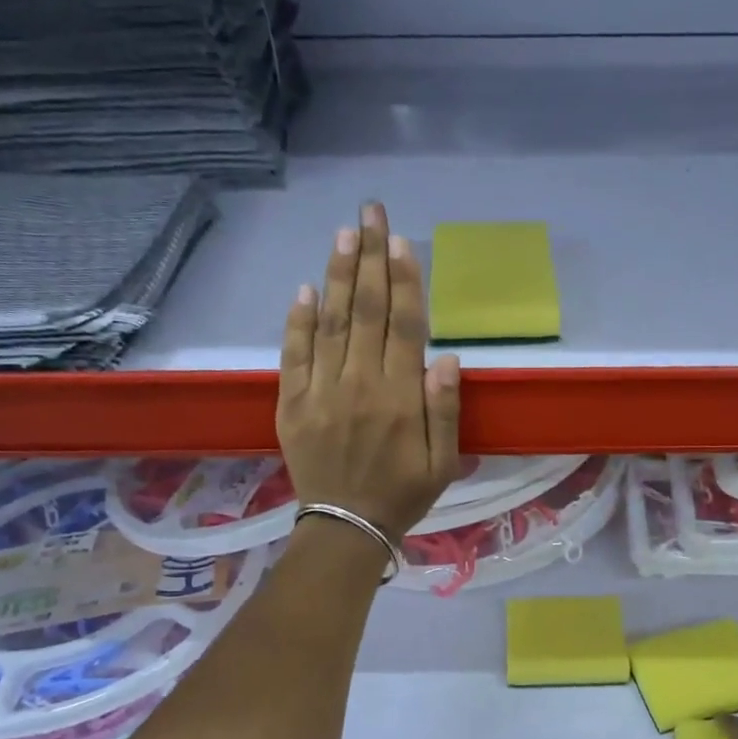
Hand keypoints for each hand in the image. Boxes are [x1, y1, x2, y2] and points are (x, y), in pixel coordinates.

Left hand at [277, 201, 461, 539]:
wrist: (346, 527)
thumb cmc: (402, 495)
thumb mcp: (442, 463)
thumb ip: (444, 410)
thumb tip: (446, 358)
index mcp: (400, 398)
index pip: (404, 326)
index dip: (404, 280)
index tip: (400, 240)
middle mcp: (360, 384)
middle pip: (365, 310)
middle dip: (369, 257)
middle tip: (370, 211)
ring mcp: (321, 392)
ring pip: (329, 322)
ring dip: (336, 275)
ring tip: (343, 233)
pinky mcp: (292, 404)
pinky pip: (294, 354)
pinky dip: (298, 321)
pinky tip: (305, 289)